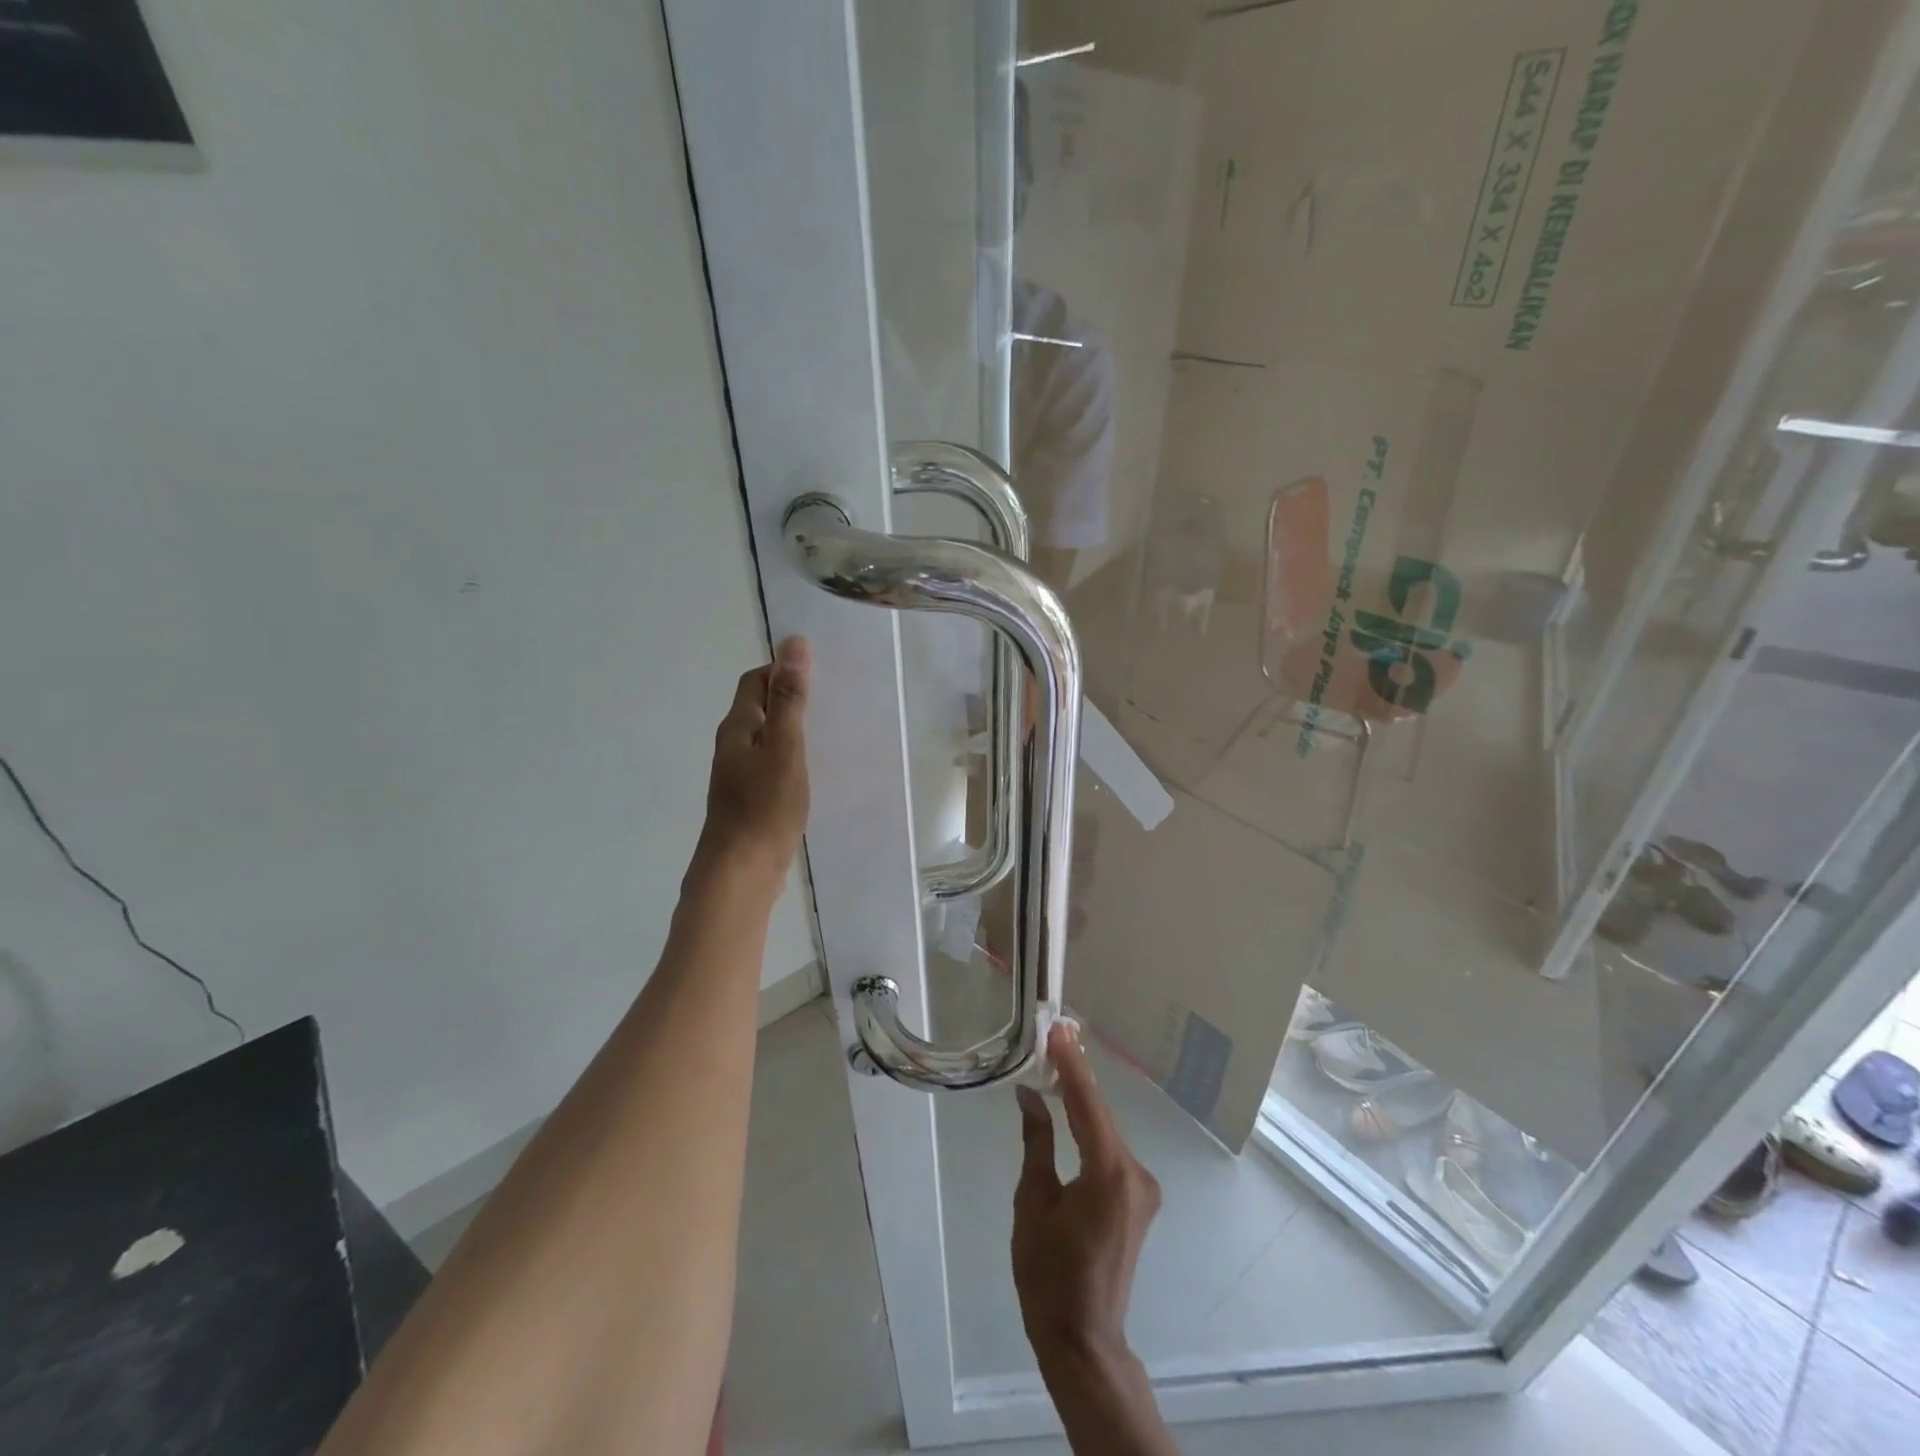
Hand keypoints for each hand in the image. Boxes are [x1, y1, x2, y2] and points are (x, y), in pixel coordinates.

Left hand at [698, 636, 810, 885]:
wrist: (741, 872)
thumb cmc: (764, 807)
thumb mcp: (784, 747)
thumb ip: (789, 699)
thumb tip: (793, 644)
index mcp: (738, 727)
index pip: (755, 680)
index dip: (782, 669)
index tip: (819, 672)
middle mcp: (734, 746)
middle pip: (760, 707)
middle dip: (790, 697)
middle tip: (832, 699)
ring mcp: (739, 775)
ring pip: (767, 737)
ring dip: (792, 728)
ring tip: (830, 730)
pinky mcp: (750, 799)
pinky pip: (771, 764)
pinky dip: (791, 756)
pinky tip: (815, 769)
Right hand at [1012, 1022, 1160, 1366]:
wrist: (1083, 1339)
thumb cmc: (1048, 1275)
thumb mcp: (1033, 1202)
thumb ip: (1037, 1142)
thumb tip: (1029, 1094)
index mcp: (1109, 1173)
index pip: (1087, 1104)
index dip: (1071, 1064)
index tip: (1058, 1028)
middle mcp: (1135, 1173)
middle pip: (1100, 1113)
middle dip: (1076, 1076)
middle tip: (1054, 1036)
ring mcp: (1142, 1187)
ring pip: (1106, 1130)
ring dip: (1082, 1101)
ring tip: (1057, 1061)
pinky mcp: (1139, 1198)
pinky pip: (1110, 1149)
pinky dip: (1090, 1126)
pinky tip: (1072, 1106)